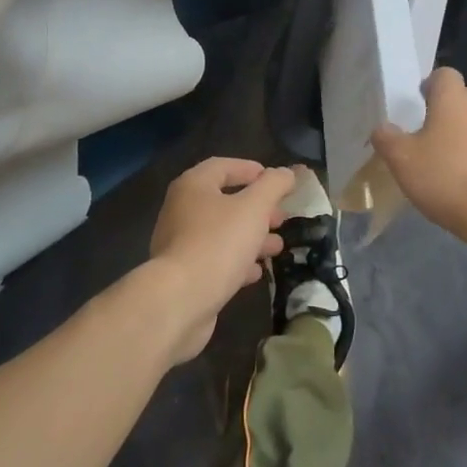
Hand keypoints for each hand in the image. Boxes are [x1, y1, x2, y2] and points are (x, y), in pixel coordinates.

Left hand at [146, 157, 294, 363]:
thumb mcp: (254, 208)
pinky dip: (237, 261)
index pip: (223, 166)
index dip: (251, 170)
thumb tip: (286, 173)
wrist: (180, 300)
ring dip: (251, 237)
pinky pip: (215, 259)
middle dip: (257, 208)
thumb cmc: (218, 243)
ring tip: (277, 247)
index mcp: (193, 186)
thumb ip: (273, 185)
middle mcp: (181, 210)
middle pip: (224, 201)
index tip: (275, 181)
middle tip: (281, 218)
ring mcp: (180, 244)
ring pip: (222, 233)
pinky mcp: (184, 274)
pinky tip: (256, 272)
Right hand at [372, 68, 466, 250]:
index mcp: (453, 99)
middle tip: (426, 137)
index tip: (417, 106)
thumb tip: (382, 128)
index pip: (444, 74)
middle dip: (445, 111)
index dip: (429, 85)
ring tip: (447, 163)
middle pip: (462, 97)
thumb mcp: (402, 161)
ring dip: (463, 135)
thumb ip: (386, 138)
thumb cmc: (447, 179)